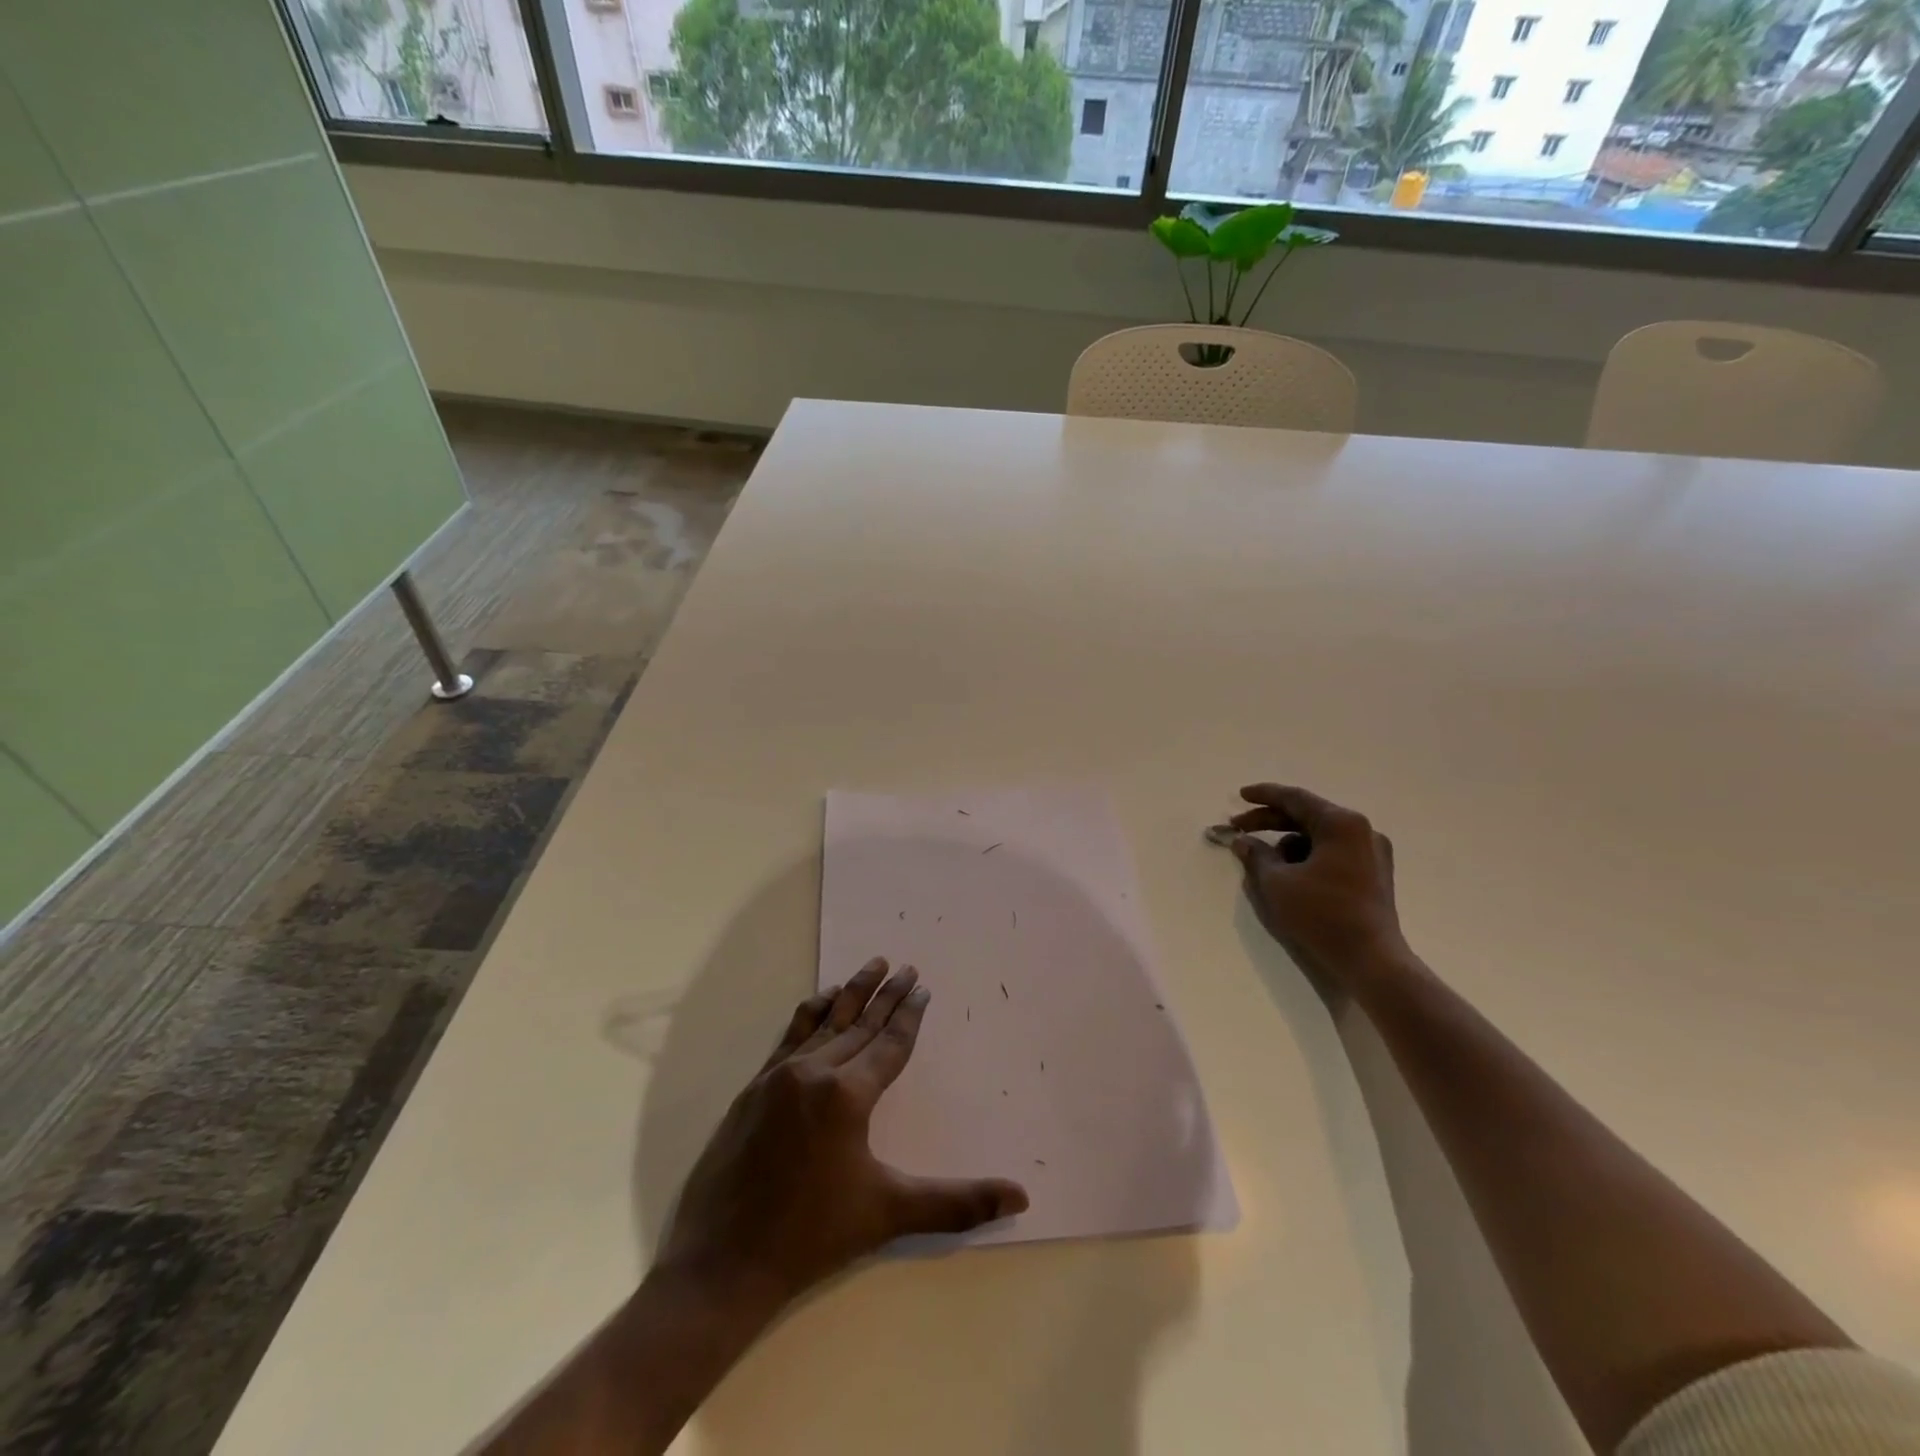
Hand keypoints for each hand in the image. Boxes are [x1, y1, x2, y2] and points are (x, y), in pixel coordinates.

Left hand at [657, 958, 1029, 1312]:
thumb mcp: (888, 1214)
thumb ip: (957, 1202)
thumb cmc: (812, 1237)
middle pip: (861, 1023)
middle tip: (906, 966)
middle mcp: (815, 1072)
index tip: (923, 987)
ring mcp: (780, 1075)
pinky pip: (791, 1034)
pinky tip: (820, 1001)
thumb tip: (1021, 1196)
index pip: (889, 1044)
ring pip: (825, 1021)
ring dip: (851, 993)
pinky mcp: (755, 1086)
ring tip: (871, 966)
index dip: (910, 1014)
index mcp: (848, 1095)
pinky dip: (812, 1012)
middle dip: (887, 994)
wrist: (722, 1263)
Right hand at [1224, 783, 1410, 995]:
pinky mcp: (1373, 875)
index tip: (1240, 796)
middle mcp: (1361, 831)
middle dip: (1270, 822)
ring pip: (1318, 837)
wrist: (1372, 961)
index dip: (1263, 795)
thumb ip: (1255, 855)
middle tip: (1239, 829)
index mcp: (1341, 824)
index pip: (1295, 798)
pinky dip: (1307, 857)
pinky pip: (1332, 853)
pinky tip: (1289, 875)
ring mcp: (1371, 854)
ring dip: (1287, 843)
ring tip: (1263, 862)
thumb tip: (1243, 841)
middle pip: (1307, 816)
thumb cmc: (1322, 914)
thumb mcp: (1277, 883)